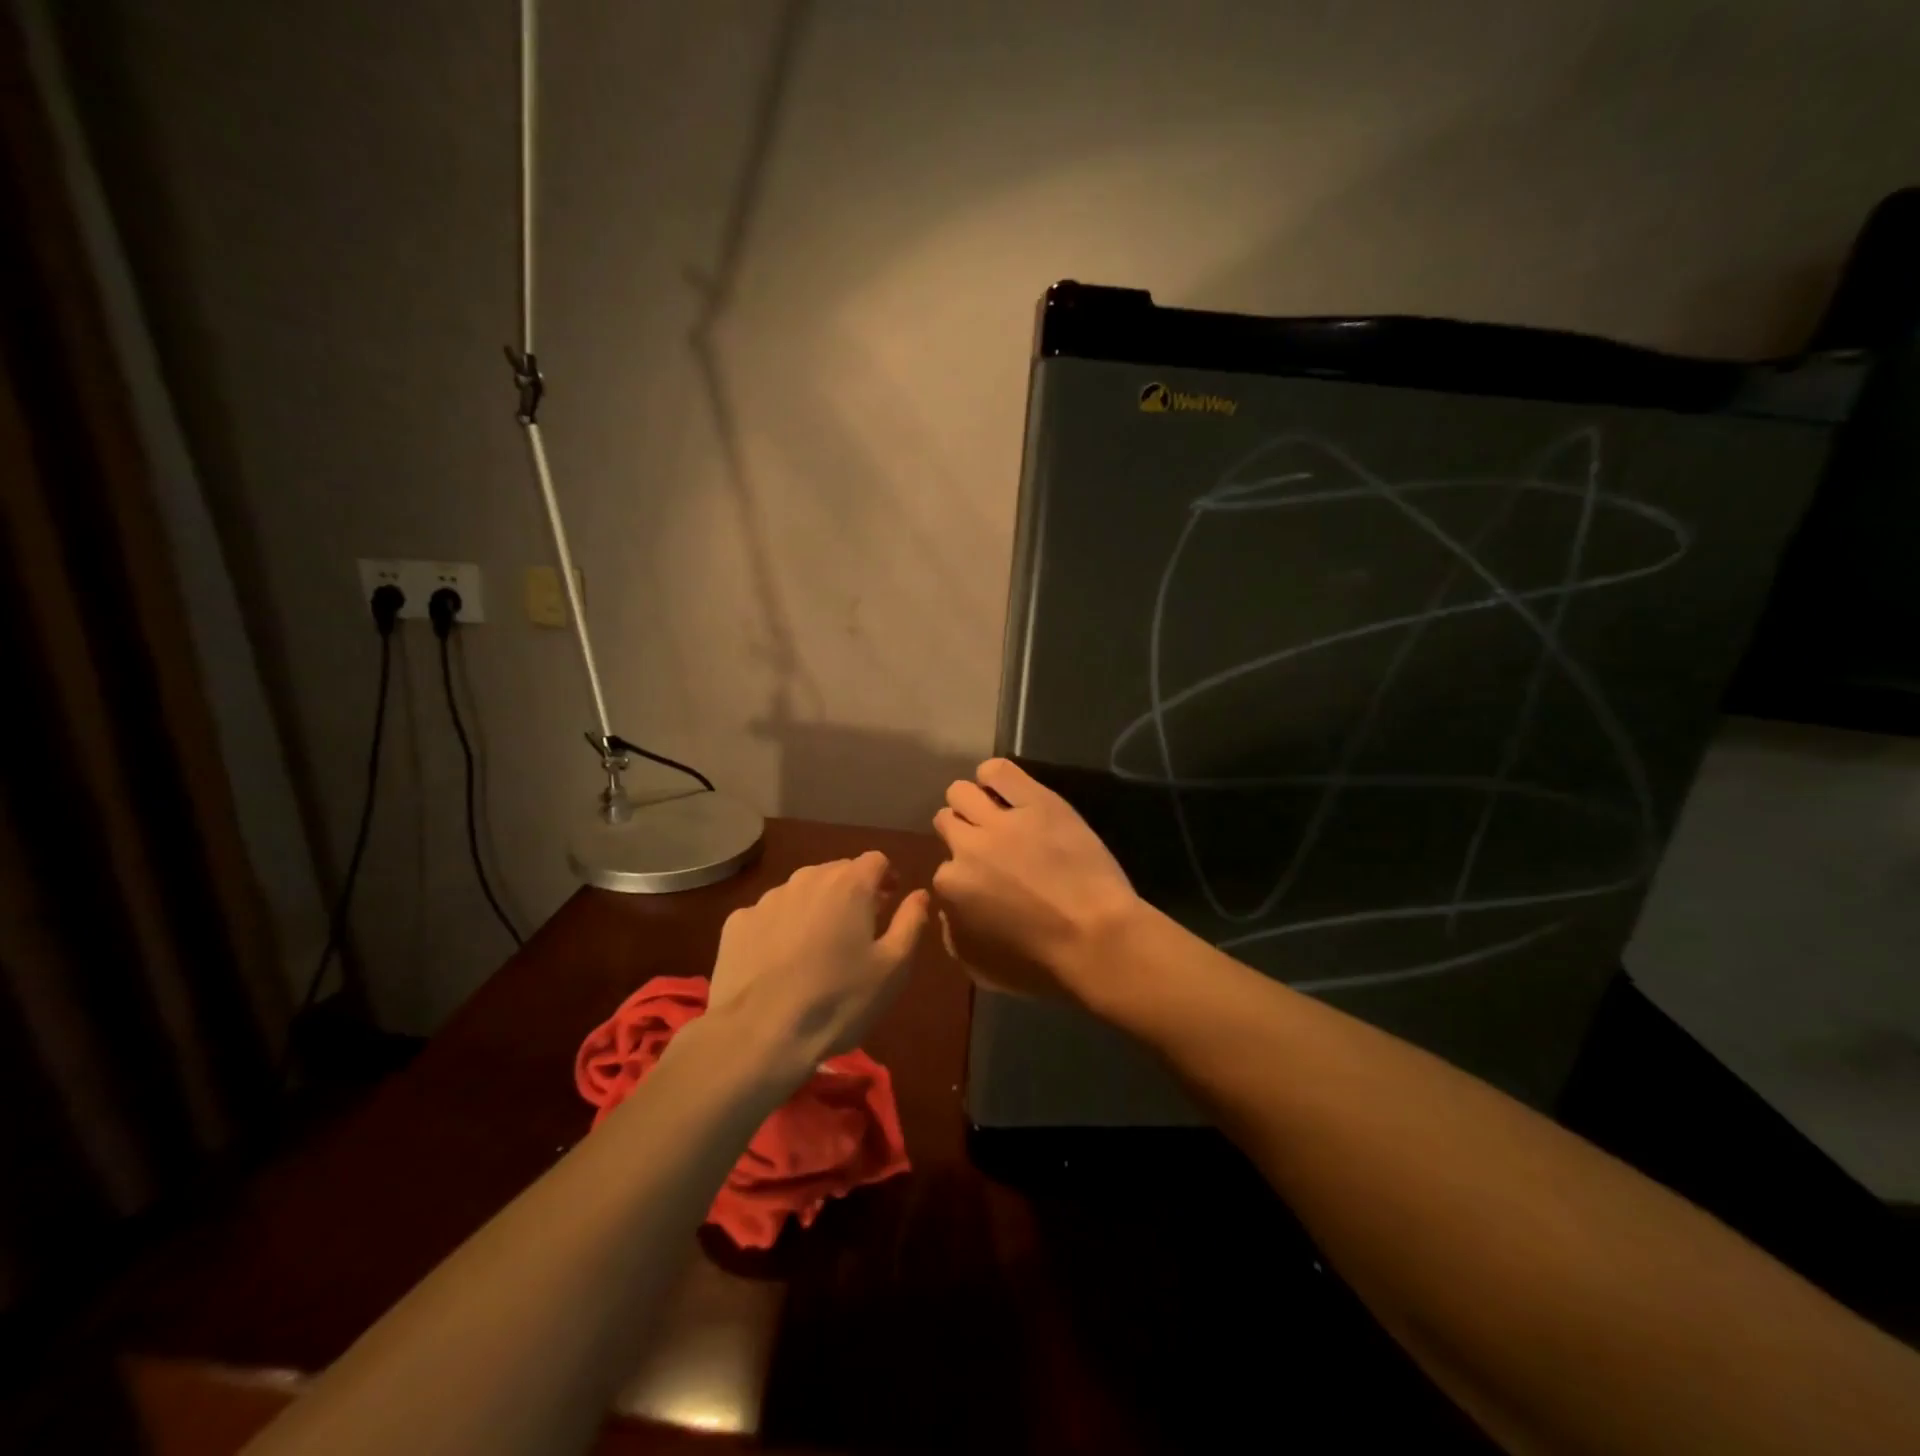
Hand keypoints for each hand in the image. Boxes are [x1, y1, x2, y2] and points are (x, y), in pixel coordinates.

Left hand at [707, 852, 929, 1083]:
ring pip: (801, 891)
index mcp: (849, 884)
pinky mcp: (736, 923)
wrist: (759, 1035)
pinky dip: (780, 927)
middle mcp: (807, 879)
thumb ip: (911, 922)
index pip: (876, 860)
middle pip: (837, 871)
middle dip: (852, 891)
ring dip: (815, 907)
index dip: (887, 878)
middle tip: (858, 929)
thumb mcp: (893, 968)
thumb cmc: (838, 1000)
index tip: (890, 904)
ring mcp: (767, 899)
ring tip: (818, 947)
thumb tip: (920, 894)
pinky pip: (768, 914)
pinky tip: (780, 961)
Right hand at [931, 759, 1142, 1008]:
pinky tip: (1006, 789)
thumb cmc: (1041, 963)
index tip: (983, 882)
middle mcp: (967, 846)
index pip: (943, 869)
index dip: (964, 874)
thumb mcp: (980, 967)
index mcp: (951, 886)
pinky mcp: (1036, 800)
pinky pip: (998, 771)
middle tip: (989, 846)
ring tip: (995, 812)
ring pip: (962, 791)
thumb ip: (952, 933)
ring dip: (972, 802)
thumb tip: (948, 910)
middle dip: (962, 832)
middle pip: (946, 820)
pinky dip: (995, 777)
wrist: (1097, 939)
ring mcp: (1001, 820)